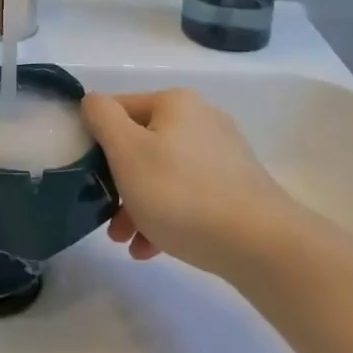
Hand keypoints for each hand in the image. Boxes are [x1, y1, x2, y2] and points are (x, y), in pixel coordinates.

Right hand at [80, 89, 297, 276]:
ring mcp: (223, 154)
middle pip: (142, 144)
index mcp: (175, 103)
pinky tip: (153, 249)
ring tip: (127, 242)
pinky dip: (168, 216)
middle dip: (119, 182)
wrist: (263, 246)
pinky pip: (189, 195)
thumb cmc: (183, 194)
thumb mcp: (127, 152)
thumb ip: (102, 118)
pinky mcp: (238, 188)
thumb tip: (92, 103)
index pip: (119, 109)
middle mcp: (201, 119)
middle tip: (108, 219)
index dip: (97, 141)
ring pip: (164, 173)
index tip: (89, 179)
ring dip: (139, 204)